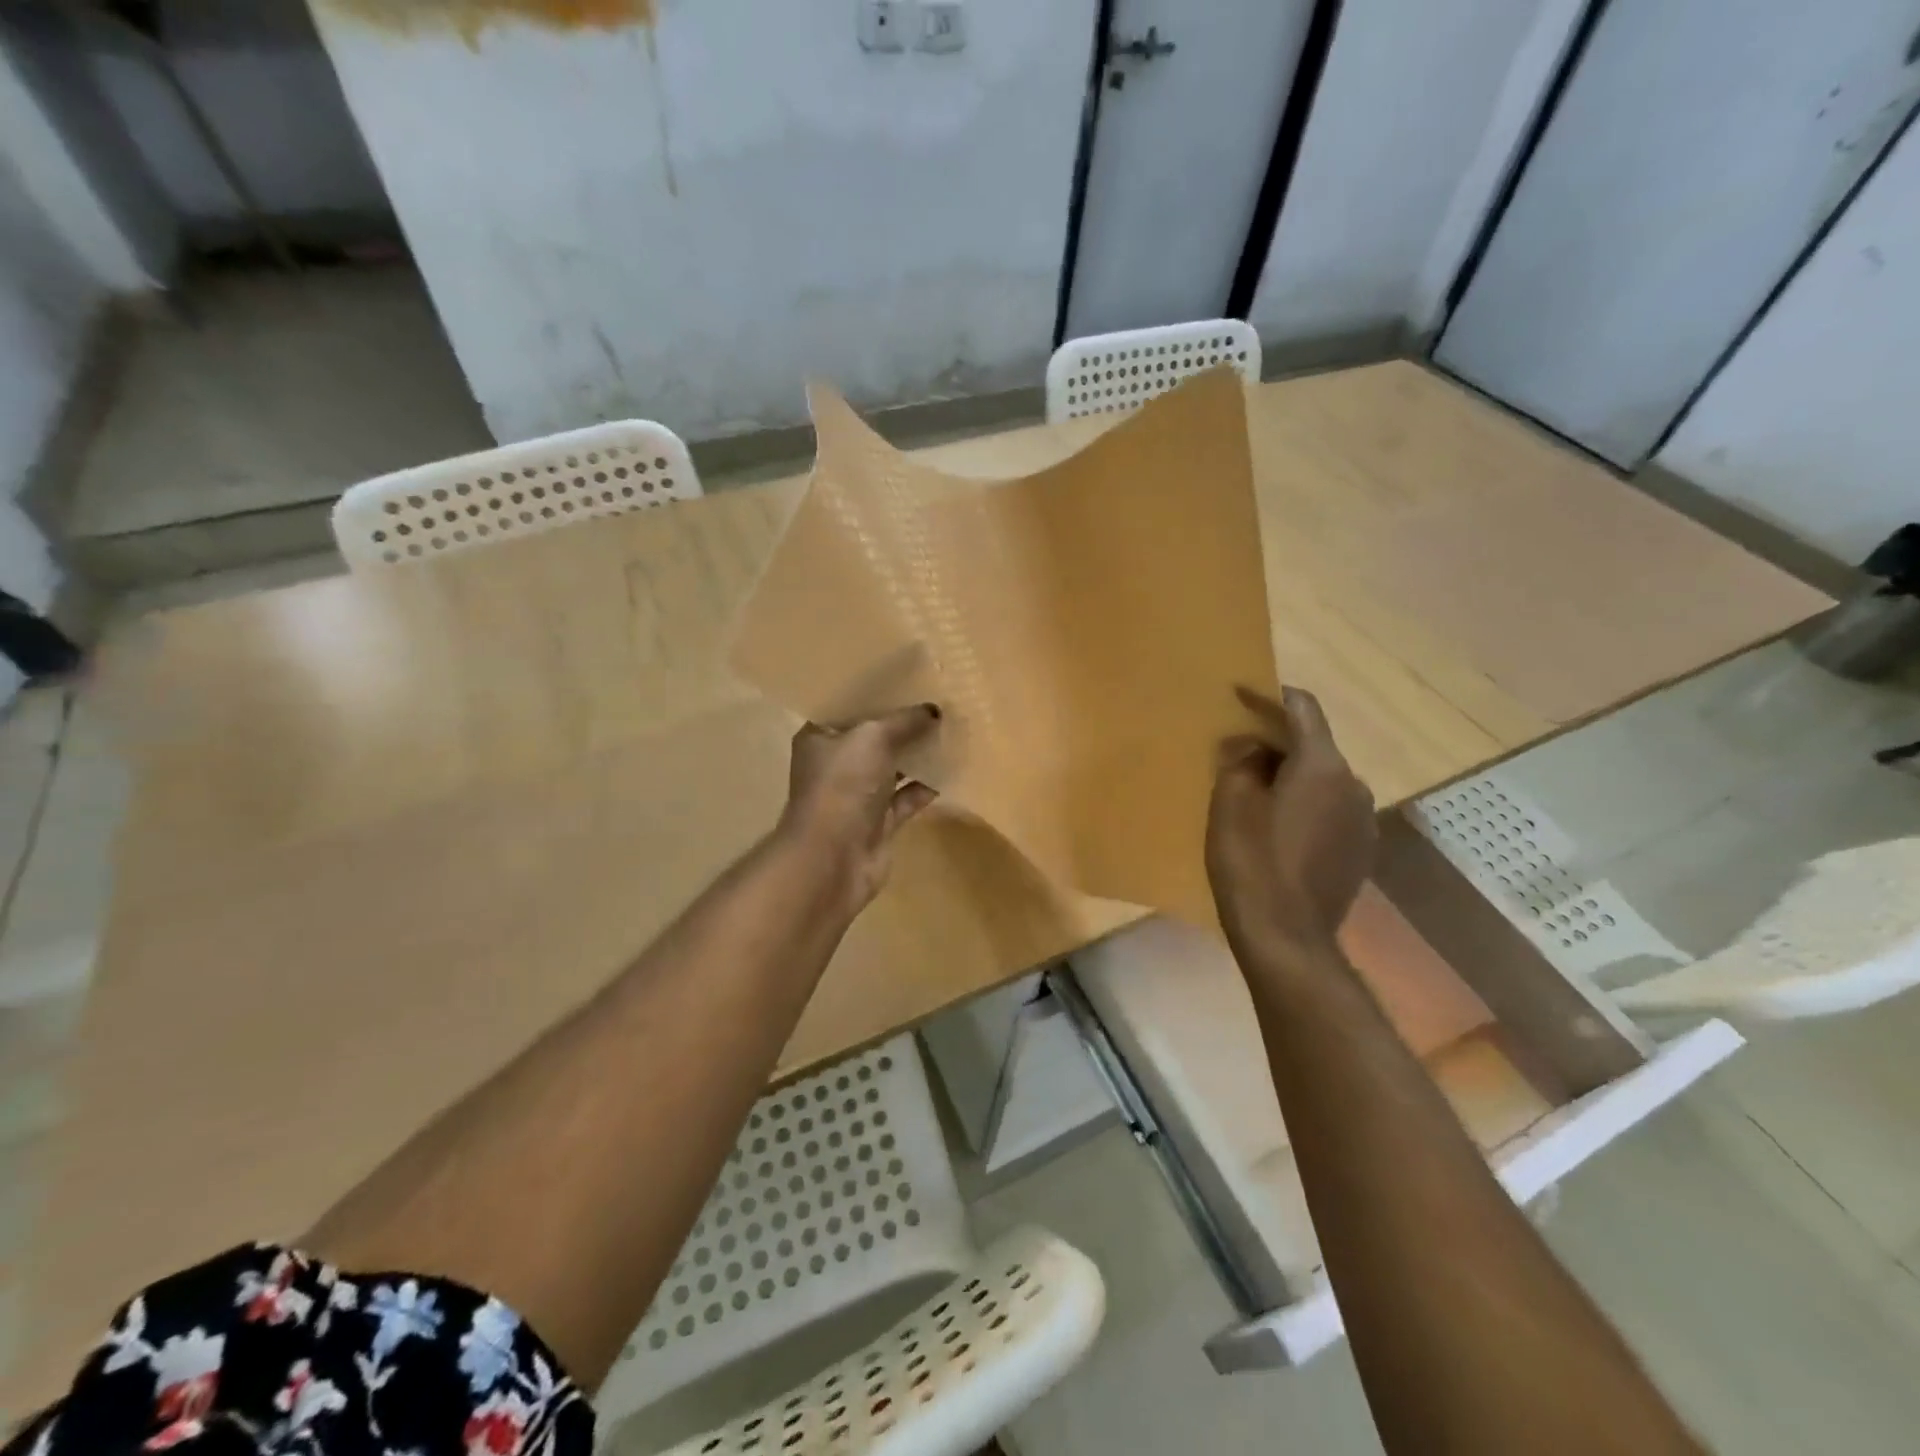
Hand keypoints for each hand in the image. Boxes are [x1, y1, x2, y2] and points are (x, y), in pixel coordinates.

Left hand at [779, 705, 942, 910]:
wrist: (833, 858)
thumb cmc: (842, 785)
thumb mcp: (873, 738)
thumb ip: (904, 721)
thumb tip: (934, 710)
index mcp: (820, 738)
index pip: (847, 708)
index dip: (875, 694)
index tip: (908, 680)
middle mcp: (836, 765)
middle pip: (873, 738)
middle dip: (903, 724)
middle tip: (938, 703)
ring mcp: (857, 796)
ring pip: (892, 769)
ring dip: (918, 755)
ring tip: (951, 731)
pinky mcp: (878, 823)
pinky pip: (906, 798)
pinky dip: (926, 787)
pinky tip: (952, 770)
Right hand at [1206, 686, 1376, 957]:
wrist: (1286, 937)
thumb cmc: (1251, 862)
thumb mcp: (1229, 803)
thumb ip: (1240, 762)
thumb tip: (1252, 746)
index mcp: (1323, 766)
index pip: (1303, 710)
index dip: (1271, 696)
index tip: (1243, 693)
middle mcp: (1353, 785)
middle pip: (1314, 746)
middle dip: (1278, 742)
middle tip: (1239, 749)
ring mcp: (1363, 820)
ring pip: (1323, 780)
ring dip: (1292, 777)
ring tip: (1256, 792)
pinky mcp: (1361, 850)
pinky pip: (1330, 810)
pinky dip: (1305, 805)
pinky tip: (1278, 827)